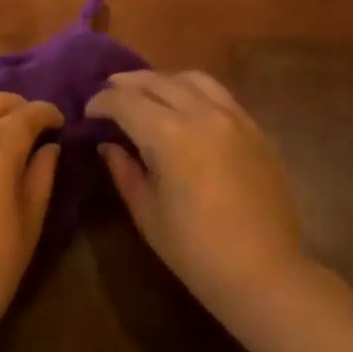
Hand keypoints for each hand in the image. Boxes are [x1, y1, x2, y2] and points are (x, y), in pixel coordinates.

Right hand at [87, 71, 306, 314]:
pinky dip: (195, 92)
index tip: (89, 111)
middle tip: (110, 92)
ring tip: (148, 92)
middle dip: (128, 83)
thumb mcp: (147, 213)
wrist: (263, 272)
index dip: (102, 101)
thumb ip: (125, 171)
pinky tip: (186, 107)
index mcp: (169, 135)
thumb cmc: (195, 250)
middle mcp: (202, 114)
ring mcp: (234, 117)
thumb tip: (109, 145)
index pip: (126, 101)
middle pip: (158, 81)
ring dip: (164, 80)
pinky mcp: (256, 129)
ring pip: (193, 79)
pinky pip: (220, 95)